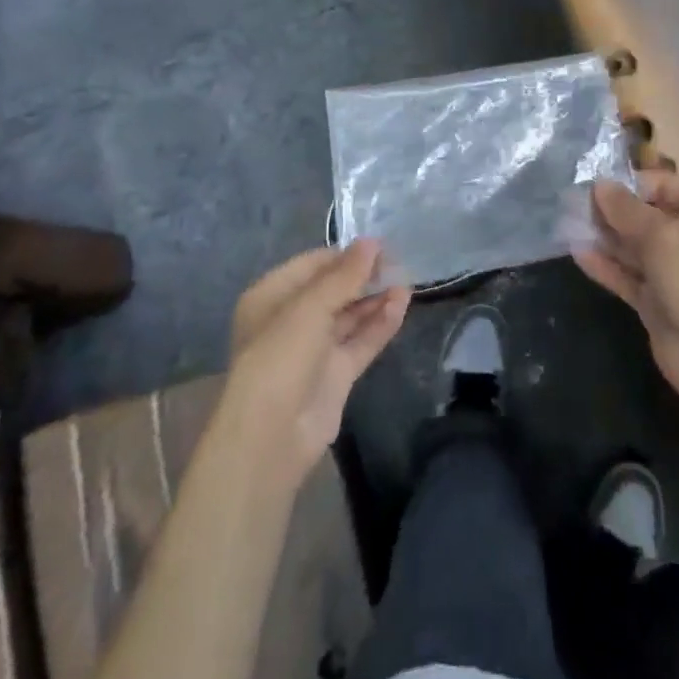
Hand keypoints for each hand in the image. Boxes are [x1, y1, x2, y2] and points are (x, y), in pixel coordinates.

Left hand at [221, 240, 409, 482]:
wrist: (271, 437)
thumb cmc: (280, 356)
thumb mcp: (310, 307)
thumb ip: (344, 275)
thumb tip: (372, 242)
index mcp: (272, 297)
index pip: (313, 265)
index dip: (345, 255)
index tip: (380, 245)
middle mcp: (292, 320)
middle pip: (333, 289)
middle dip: (364, 276)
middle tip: (399, 262)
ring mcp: (315, 349)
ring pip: (350, 315)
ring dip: (376, 298)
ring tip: (407, 280)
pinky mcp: (336, 374)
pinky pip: (361, 341)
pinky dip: (380, 324)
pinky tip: (402, 304)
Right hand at [577, 173, 678, 415]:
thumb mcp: (660, 235)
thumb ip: (626, 208)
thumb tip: (599, 184)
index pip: (665, 184)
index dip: (630, 184)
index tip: (595, 187)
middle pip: (647, 214)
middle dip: (613, 210)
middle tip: (575, 206)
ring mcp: (676, 270)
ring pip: (635, 245)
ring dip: (606, 236)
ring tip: (570, 225)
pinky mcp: (658, 298)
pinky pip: (629, 274)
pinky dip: (607, 265)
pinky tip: (578, 254)